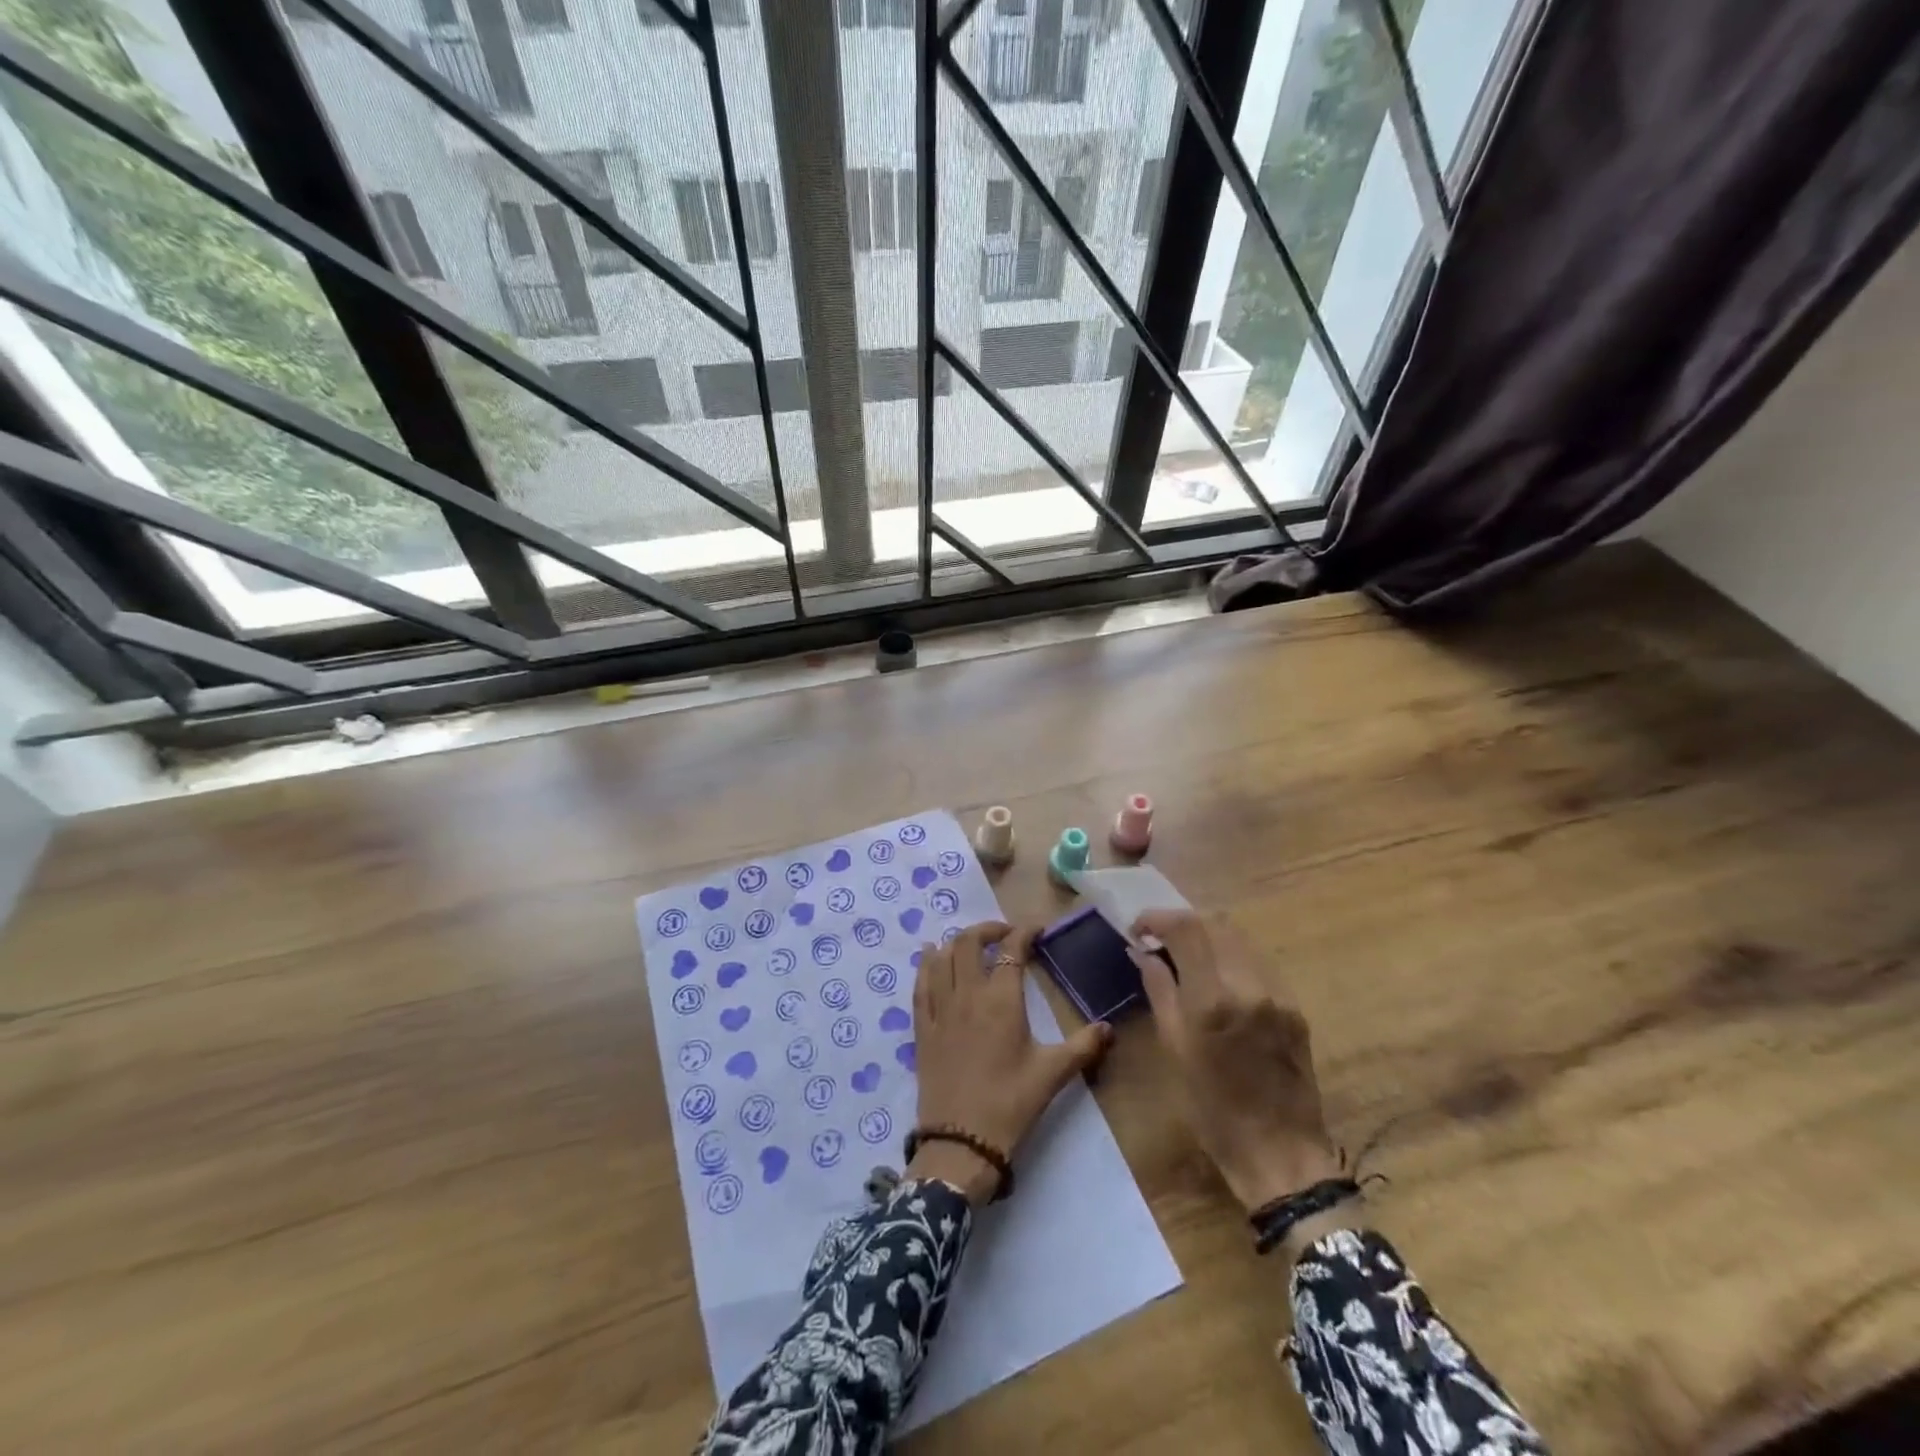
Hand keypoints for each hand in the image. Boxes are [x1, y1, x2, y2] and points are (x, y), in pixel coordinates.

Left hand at [909, 921, 1112, 1204]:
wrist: (961, 1142)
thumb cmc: (1011, 1103)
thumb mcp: (1052, 1074)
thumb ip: (1083, 1046)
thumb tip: (1109, 1028)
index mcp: (1001, 1000)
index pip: (1010, 949)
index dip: (1023, 932)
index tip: (1037, 929)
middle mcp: (967, 995)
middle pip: (968, 942)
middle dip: (987, 929)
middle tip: (1005, 935)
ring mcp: (940, 1010)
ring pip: (940, 958)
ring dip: (955, 943)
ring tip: (971, 945)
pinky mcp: (922, 1028)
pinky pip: (920, 985)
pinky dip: (926, 965)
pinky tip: (930, 957)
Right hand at [1129, 910, 1340, 1213]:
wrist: (1280, 1152)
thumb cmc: (1213, 1109)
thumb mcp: (1173, 1048)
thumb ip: (1159, 990)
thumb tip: (1143, 952)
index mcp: (1212, 999)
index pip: (1185, 928)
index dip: (1156, 918)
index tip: (1137, 929)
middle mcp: (1248, 984)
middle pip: (1213, 922)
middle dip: (1181, 923)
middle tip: (1158, 940)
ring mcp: (1276, 992)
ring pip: (1238, 937)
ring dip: (1207, 935)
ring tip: (1185, 955)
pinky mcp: (1293, 1005)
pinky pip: (1257, 961)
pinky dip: (1230, 956)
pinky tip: (1217, 977)